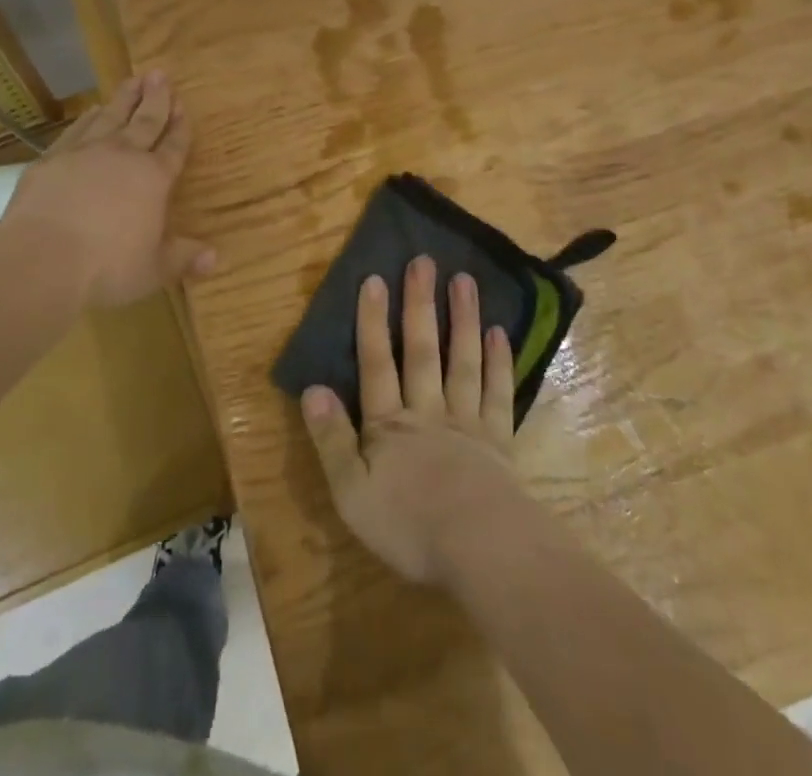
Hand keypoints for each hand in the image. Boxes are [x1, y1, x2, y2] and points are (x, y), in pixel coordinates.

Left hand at [1, 71, 214, 308]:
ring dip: (124, 98)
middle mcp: (123, 156)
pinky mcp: (52, 159)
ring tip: (132, 80)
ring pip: (111, 116)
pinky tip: (92, 110)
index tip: (184, 106)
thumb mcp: (154, 270)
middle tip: (160, 74)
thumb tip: (215, 257)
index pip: (173, 146)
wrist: (42, 258)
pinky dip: (87, 118)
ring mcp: (85, 153)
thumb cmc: (107, 267)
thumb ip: (183, 258)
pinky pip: (76, 130)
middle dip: (156, 97)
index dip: (181, 127)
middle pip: (145, 120)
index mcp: (154, 178)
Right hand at [301, 254, 524, 585]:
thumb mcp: (351, 493)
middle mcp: (427, 411)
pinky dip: (498, 362)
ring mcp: (466, 422)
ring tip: (464, 280)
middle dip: (419, 305)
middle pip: (421, 351)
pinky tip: (498, 333)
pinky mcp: (498, 440)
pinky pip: (497, 393)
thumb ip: (331, 439)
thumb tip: (312, 388)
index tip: (374, 279)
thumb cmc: (409, 526)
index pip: (376, 364)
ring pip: (462, 361)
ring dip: (462, 319)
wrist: (480, 550)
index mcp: (389, 425)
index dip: (372, 322)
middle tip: (424, 262)